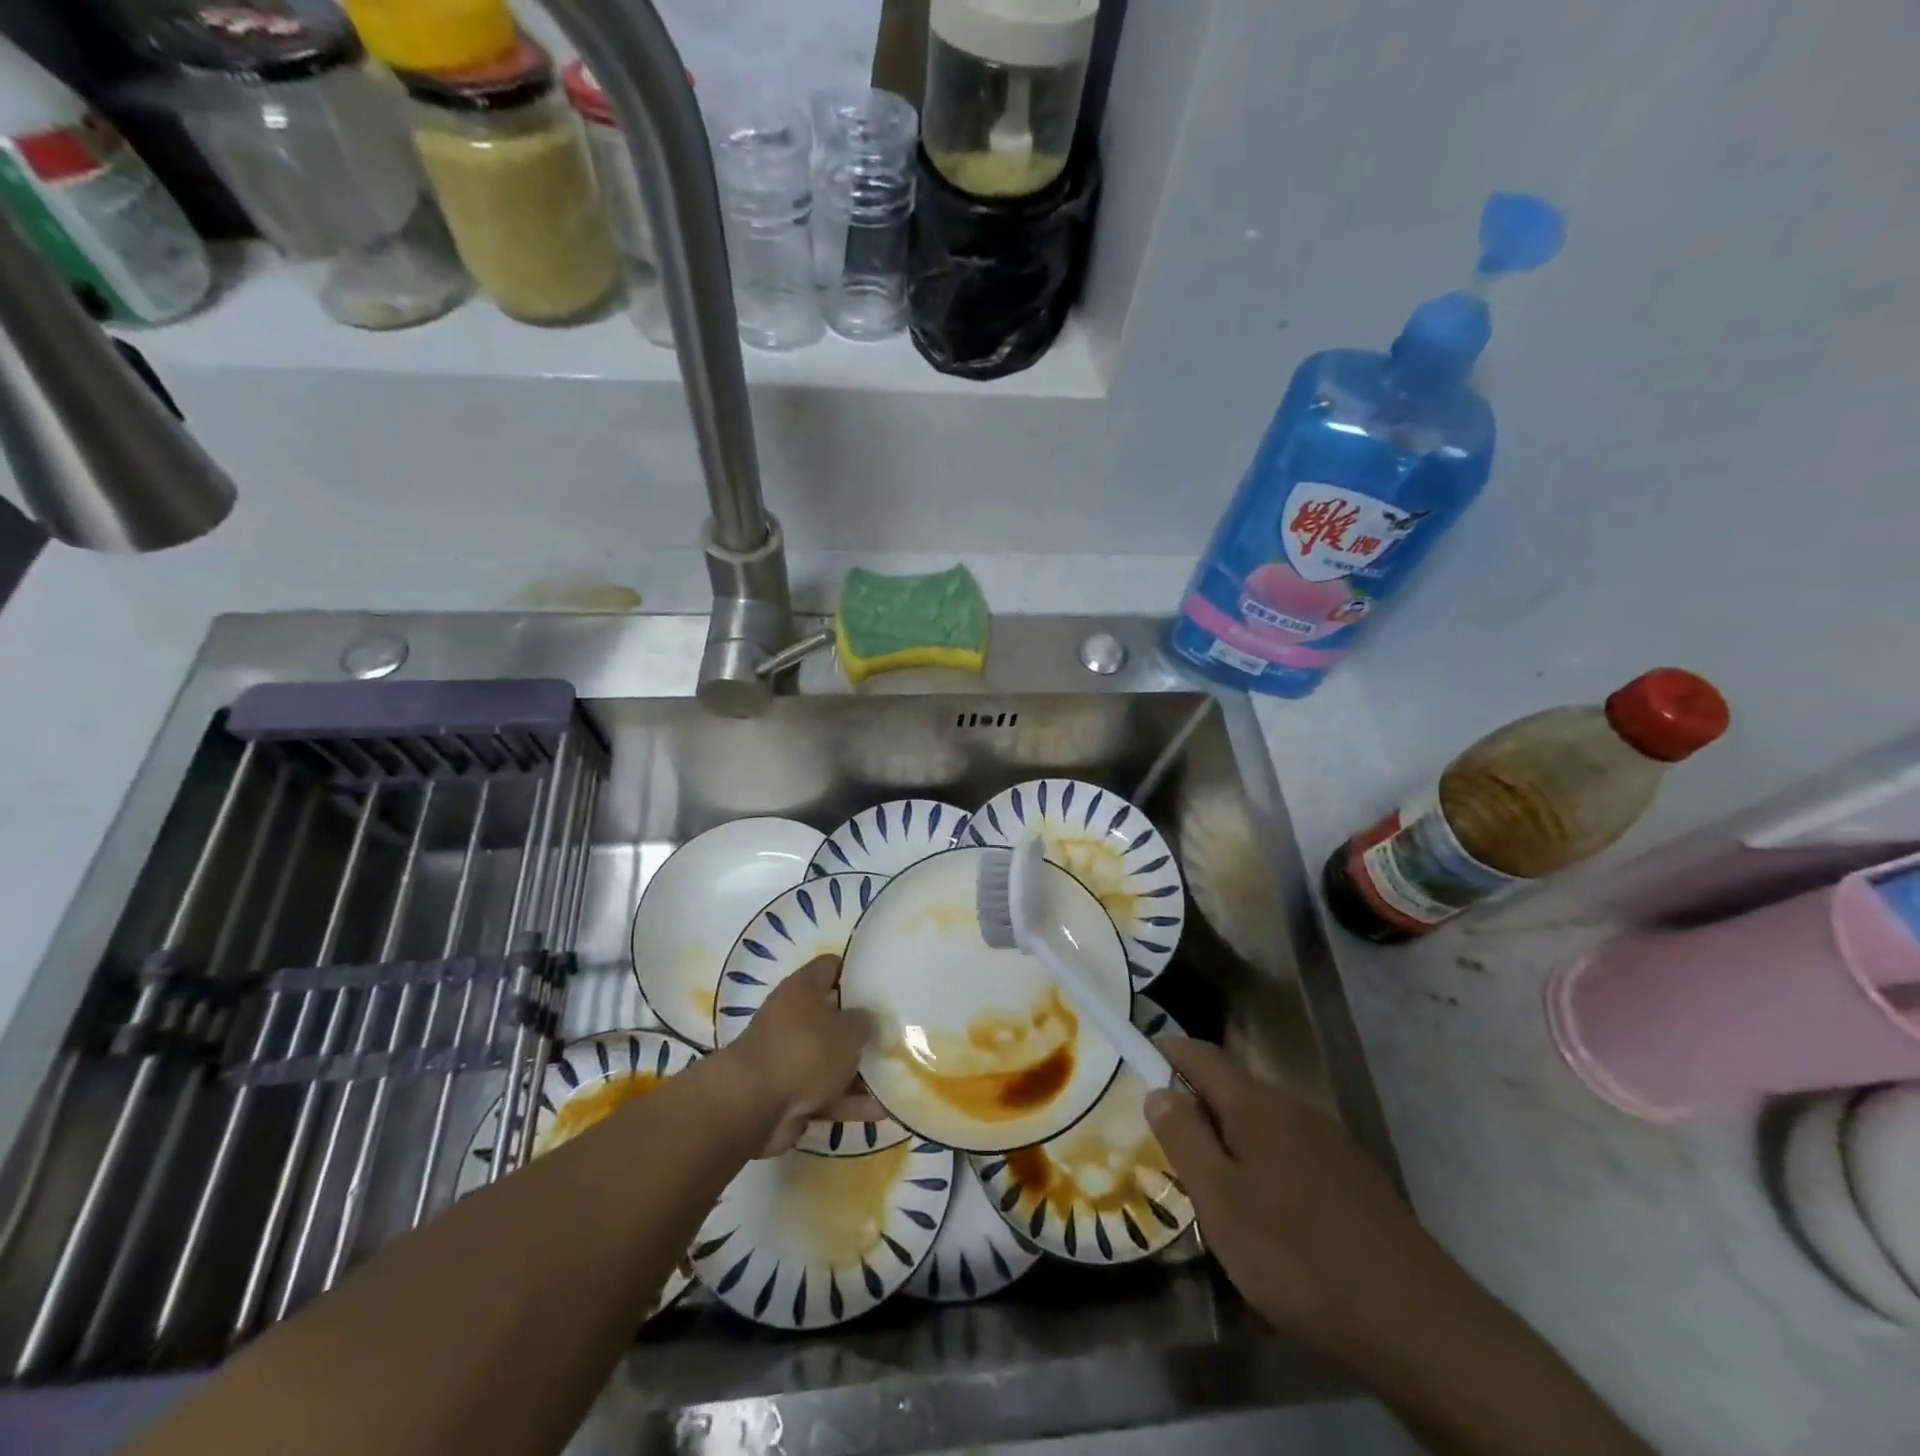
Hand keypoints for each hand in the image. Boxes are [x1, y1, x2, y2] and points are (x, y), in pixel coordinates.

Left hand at [726, 955, 883, 1155]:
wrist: (753, 1105)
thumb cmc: (805, 1051)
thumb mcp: (848, 1030)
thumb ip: (865, 1022)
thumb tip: (867, 1020)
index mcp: (803, 988)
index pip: (832, 966)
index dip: (856, 971)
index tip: (882, 982)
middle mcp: (793, 1017)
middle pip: (834, 1016)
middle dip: (861, 1028)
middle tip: (895, 1033)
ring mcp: (790, 1057)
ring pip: (832, 1059)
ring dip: (859, 1071)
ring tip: (898, 1077)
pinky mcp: (789, 1094)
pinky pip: (827, 1093)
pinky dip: (849, 1102)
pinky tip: (882, 1111)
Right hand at [1145, 1038, 1458, 1365]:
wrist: (1419, 1325)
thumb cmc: (1298, 1256)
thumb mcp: (1221, 1201)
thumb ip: (1184, 1138)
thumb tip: (1158, 1089)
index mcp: (1256, 1105)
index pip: (1200, 1054)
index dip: (1166, 1052)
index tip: (1138, 1065)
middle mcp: (1294, 1109)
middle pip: (1232, 1092)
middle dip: (1197, 1112)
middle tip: (1171, 1155)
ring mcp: (1331, 1144)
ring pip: (1263, 1129)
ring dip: (1232, 1148)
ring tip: (1216, 1199)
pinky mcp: (1355, 1181)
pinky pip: (1292, 1159)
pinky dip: (1266, 1174)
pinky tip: (1271, 1226)